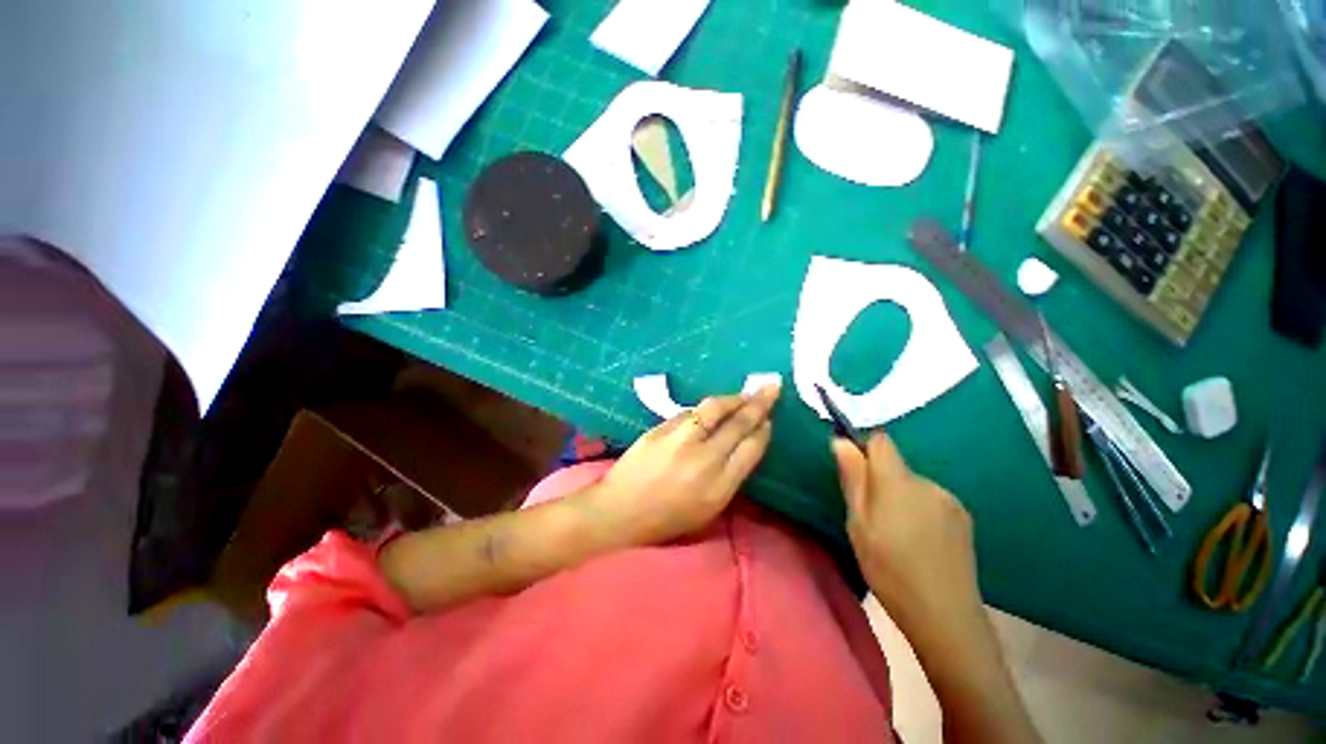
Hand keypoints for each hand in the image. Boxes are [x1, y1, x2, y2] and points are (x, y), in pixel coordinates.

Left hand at [594, 383, 779, 545]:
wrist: (620, 511)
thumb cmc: (667, 518)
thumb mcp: (708, 508)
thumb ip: (730, 476)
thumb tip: (745, 444)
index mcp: (719, 486)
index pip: (751, 449)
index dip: (763, 430)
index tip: (769, 419)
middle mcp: (704, 459)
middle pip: (738, 424)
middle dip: (759, 403)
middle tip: (771, 387)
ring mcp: (680, 440)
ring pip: (714, 408)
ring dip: (733, 398)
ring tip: (743, 394)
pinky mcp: (661, 429)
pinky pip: (690, 413)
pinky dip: (705, 410)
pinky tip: (711, 410)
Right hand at [832, 432, 982, 634]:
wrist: (946, 616)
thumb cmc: (889, 569)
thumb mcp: (858, 524)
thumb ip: (852, 479)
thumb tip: (841, 441)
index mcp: (897, 481)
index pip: (880, 440)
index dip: (863, 447)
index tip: (853, 470)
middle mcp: (927, 482)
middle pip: (896, 465)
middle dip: (879, 480)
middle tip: (870, 516)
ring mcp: (949, 500)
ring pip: (912, 484)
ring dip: (900, 497)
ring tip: (897, 533)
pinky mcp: (964, 518)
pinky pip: (931, 500)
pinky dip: (920, 510)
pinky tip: (920, 541)